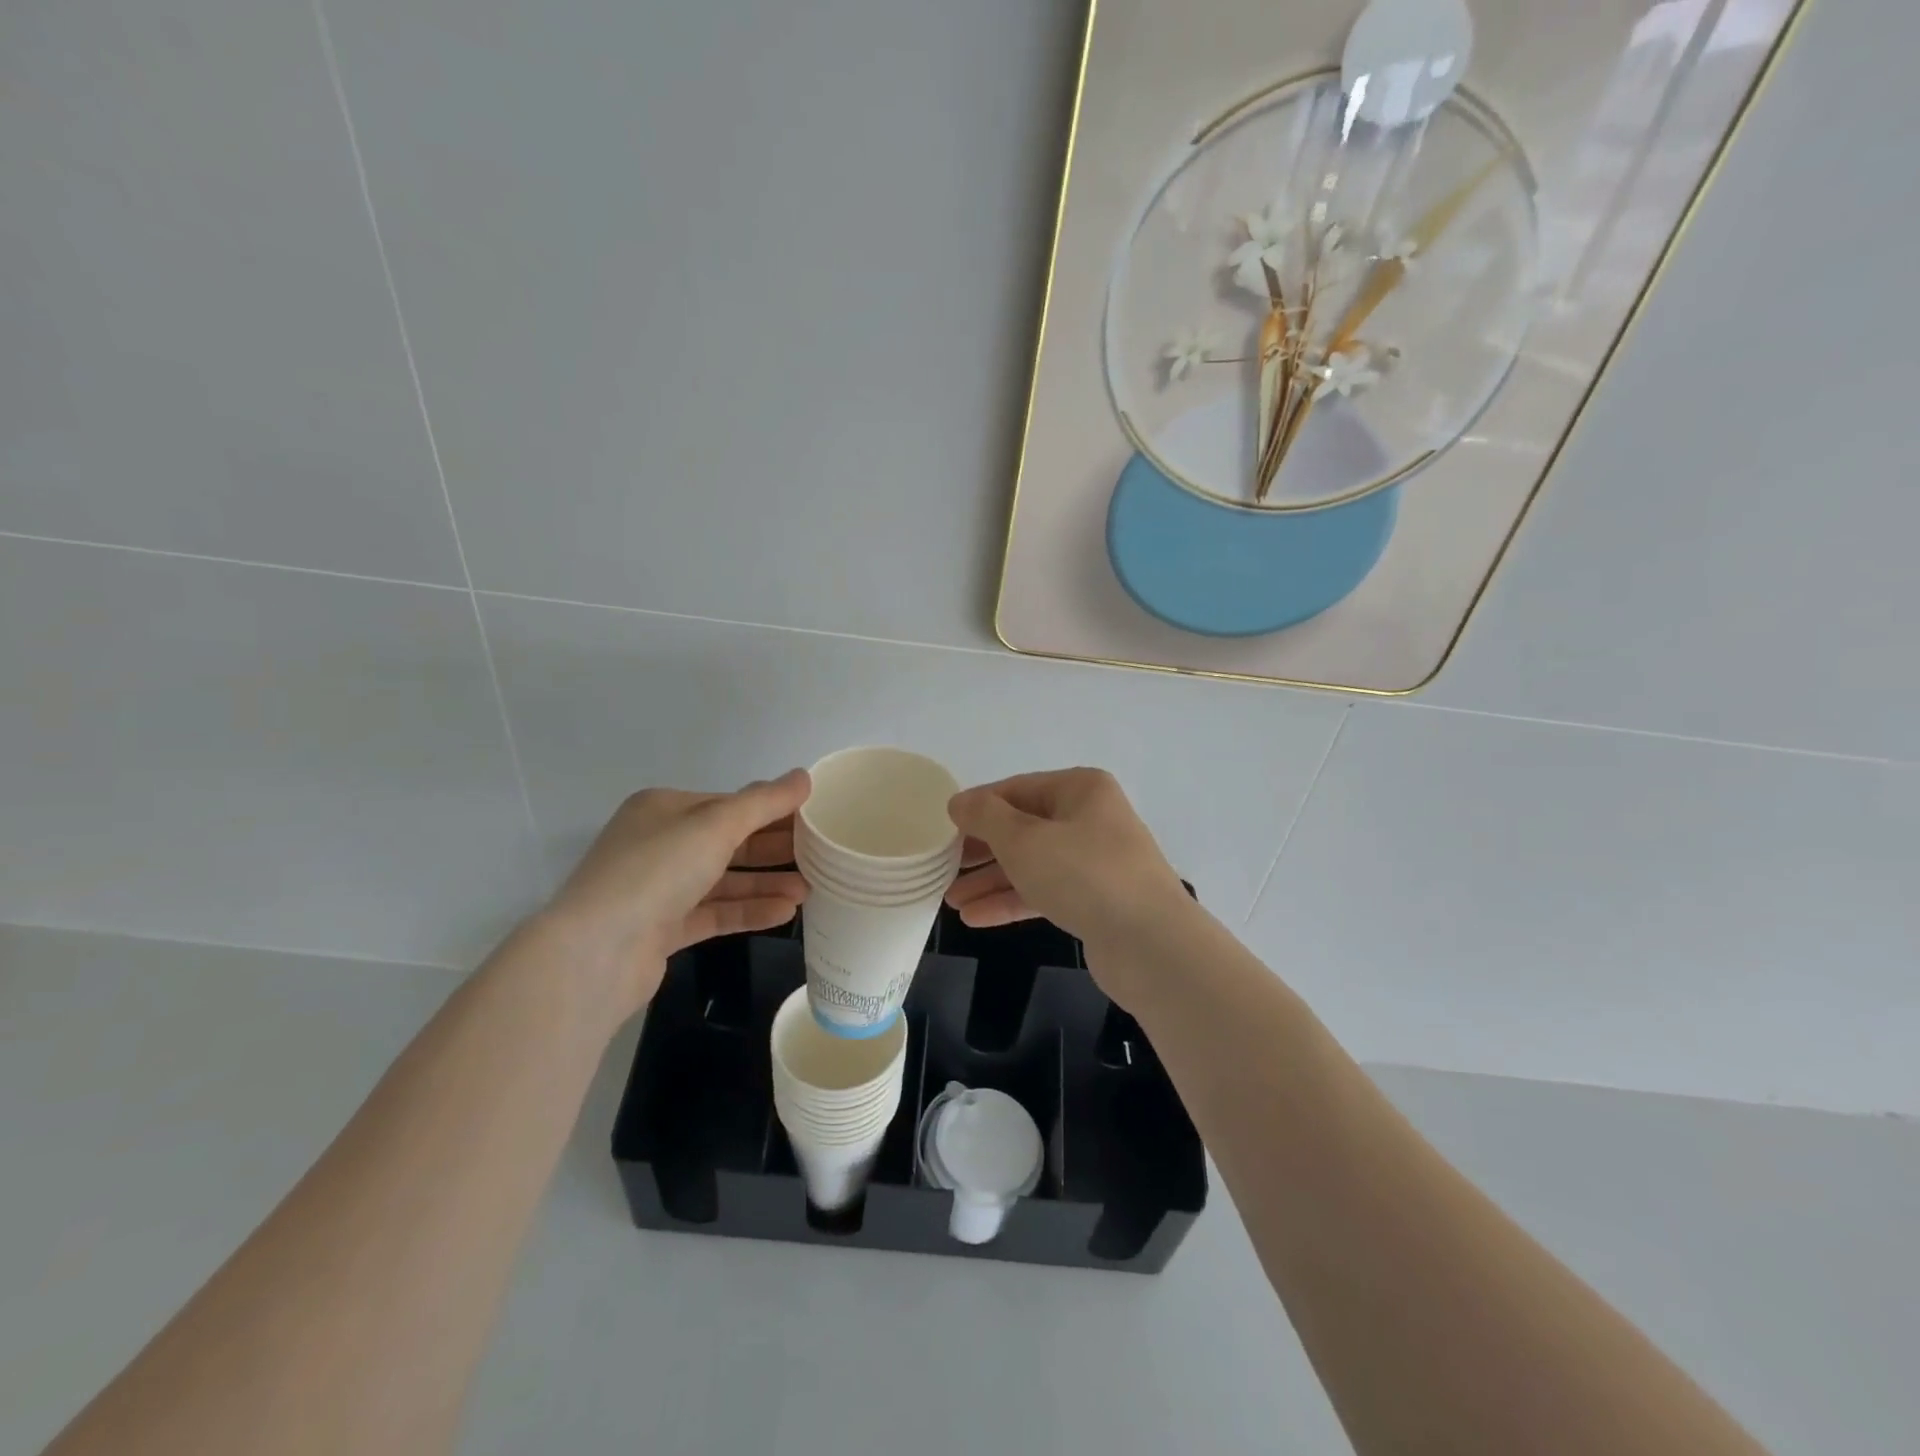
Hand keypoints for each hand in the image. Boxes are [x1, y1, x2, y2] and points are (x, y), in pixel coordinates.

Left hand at [541, 771, 810, 1016]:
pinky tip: (785, 912)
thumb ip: (763, 802)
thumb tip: (804, 777)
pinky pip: (715, 913)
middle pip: (729, 842)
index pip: (729, 804)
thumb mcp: (715, 825)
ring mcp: (659, 889)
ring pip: (724, 880)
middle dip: (774, 849)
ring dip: (766, 883)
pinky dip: (748, 911)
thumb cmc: (656, 871)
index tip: (815, 819)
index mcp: (665, 809)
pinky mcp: (663, 929)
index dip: (773, 810)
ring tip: (809, 890)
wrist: (596, 952)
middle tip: (821, 856)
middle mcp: (660, 844)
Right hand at [945, 769, 1190, 990]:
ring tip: (951, 900)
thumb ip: (986, 817)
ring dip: (991, 880)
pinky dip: (1012, 902)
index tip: (942, 827)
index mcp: (1080, 790)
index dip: (977, 807)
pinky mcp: (1096, 901)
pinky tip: (976, 917)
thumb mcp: (1024, 839)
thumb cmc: (1083, 875)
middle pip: (1024, 827)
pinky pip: (1046, 893)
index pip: (1016, 789)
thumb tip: (959, 802)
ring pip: (1033, 864)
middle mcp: (1091, 819)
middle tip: (942, 865)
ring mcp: (1096, 862)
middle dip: (981, 849)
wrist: (1151, 944)